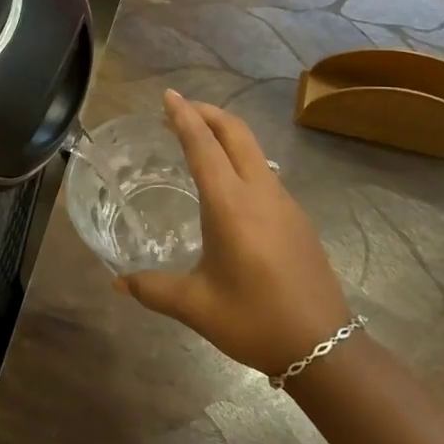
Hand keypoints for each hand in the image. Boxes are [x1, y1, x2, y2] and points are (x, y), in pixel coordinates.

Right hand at [119, 91, 353, 375]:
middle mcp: (260, 192)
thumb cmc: (255, 321)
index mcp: (230, 205)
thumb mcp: (196, 306)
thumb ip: (153, 289)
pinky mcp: (297, 217)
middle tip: (180, 110)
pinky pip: (264, 171)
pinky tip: (228, 183)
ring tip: (200, 141)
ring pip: (254, 149)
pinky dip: (240, 158)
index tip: (168, 96)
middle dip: (207, 113)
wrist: (325, 347)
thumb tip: (117, 283)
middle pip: (236, 133)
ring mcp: (284, 202)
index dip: (184, 117)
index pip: (203, 146)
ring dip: (226, 134)